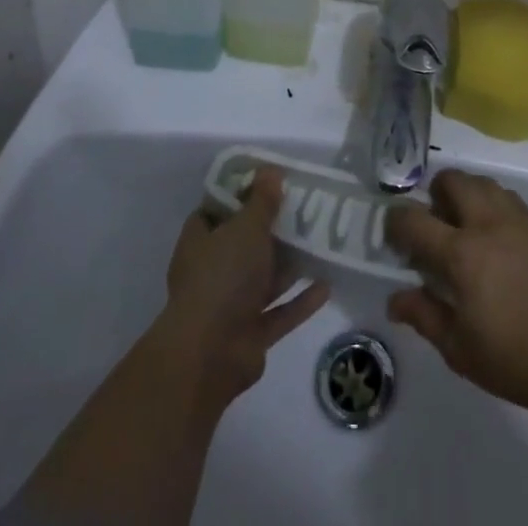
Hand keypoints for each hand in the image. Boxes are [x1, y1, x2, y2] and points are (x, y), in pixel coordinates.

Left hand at [155, 167, 329, 414]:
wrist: (209, 356)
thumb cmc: (222, 277)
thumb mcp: (245, 227)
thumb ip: (261, 200)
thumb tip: (270, 170)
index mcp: (200, 243)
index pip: (216, 210)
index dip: (239, 195)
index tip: (267, 181)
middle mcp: (212, 273)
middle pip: (244, 244)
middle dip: (272, 230)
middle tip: (304, 208)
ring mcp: (231, 306)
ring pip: (264, 278)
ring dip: (289, 265)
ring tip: (321, 242)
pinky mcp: (251, 335)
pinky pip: (280, 312)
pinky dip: (300, 300)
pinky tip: (327, 284)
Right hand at [385, 169, 527, 416]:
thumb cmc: (512, 359)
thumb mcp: (458, 348)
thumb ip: (424, 315)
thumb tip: (395, 298)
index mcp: (461, 254)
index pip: (414, 220)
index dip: (396, 222)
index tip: (393, 235)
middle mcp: (486, 224)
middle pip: (452, 181)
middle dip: (434, 193)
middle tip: (433, 222)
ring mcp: (517, 220)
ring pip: (482, 182)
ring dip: (465, 193)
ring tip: (464, 224)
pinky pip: (508, 197)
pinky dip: (492, 203)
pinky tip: (495, 234)